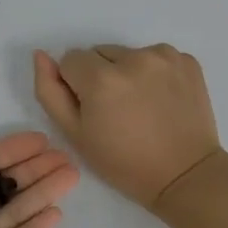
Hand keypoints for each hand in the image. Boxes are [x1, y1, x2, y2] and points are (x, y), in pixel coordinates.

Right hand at [33, 44, 221, 209]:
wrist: (185, 175)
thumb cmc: (123, 162)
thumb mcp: (75, 134)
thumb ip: (50, 91)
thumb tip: (41, 55)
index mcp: (101, 78)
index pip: (70, 60)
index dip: (75, 85)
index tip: (92, 110)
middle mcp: (133, 58)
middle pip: (99, 53)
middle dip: (101, 75)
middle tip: (116, 110)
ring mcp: (164, 56)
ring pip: (128, 54)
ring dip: (127, 72)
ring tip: (140, 106)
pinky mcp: (187, 60)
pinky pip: (156, 56)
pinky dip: (154, 72)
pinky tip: (161, 100)